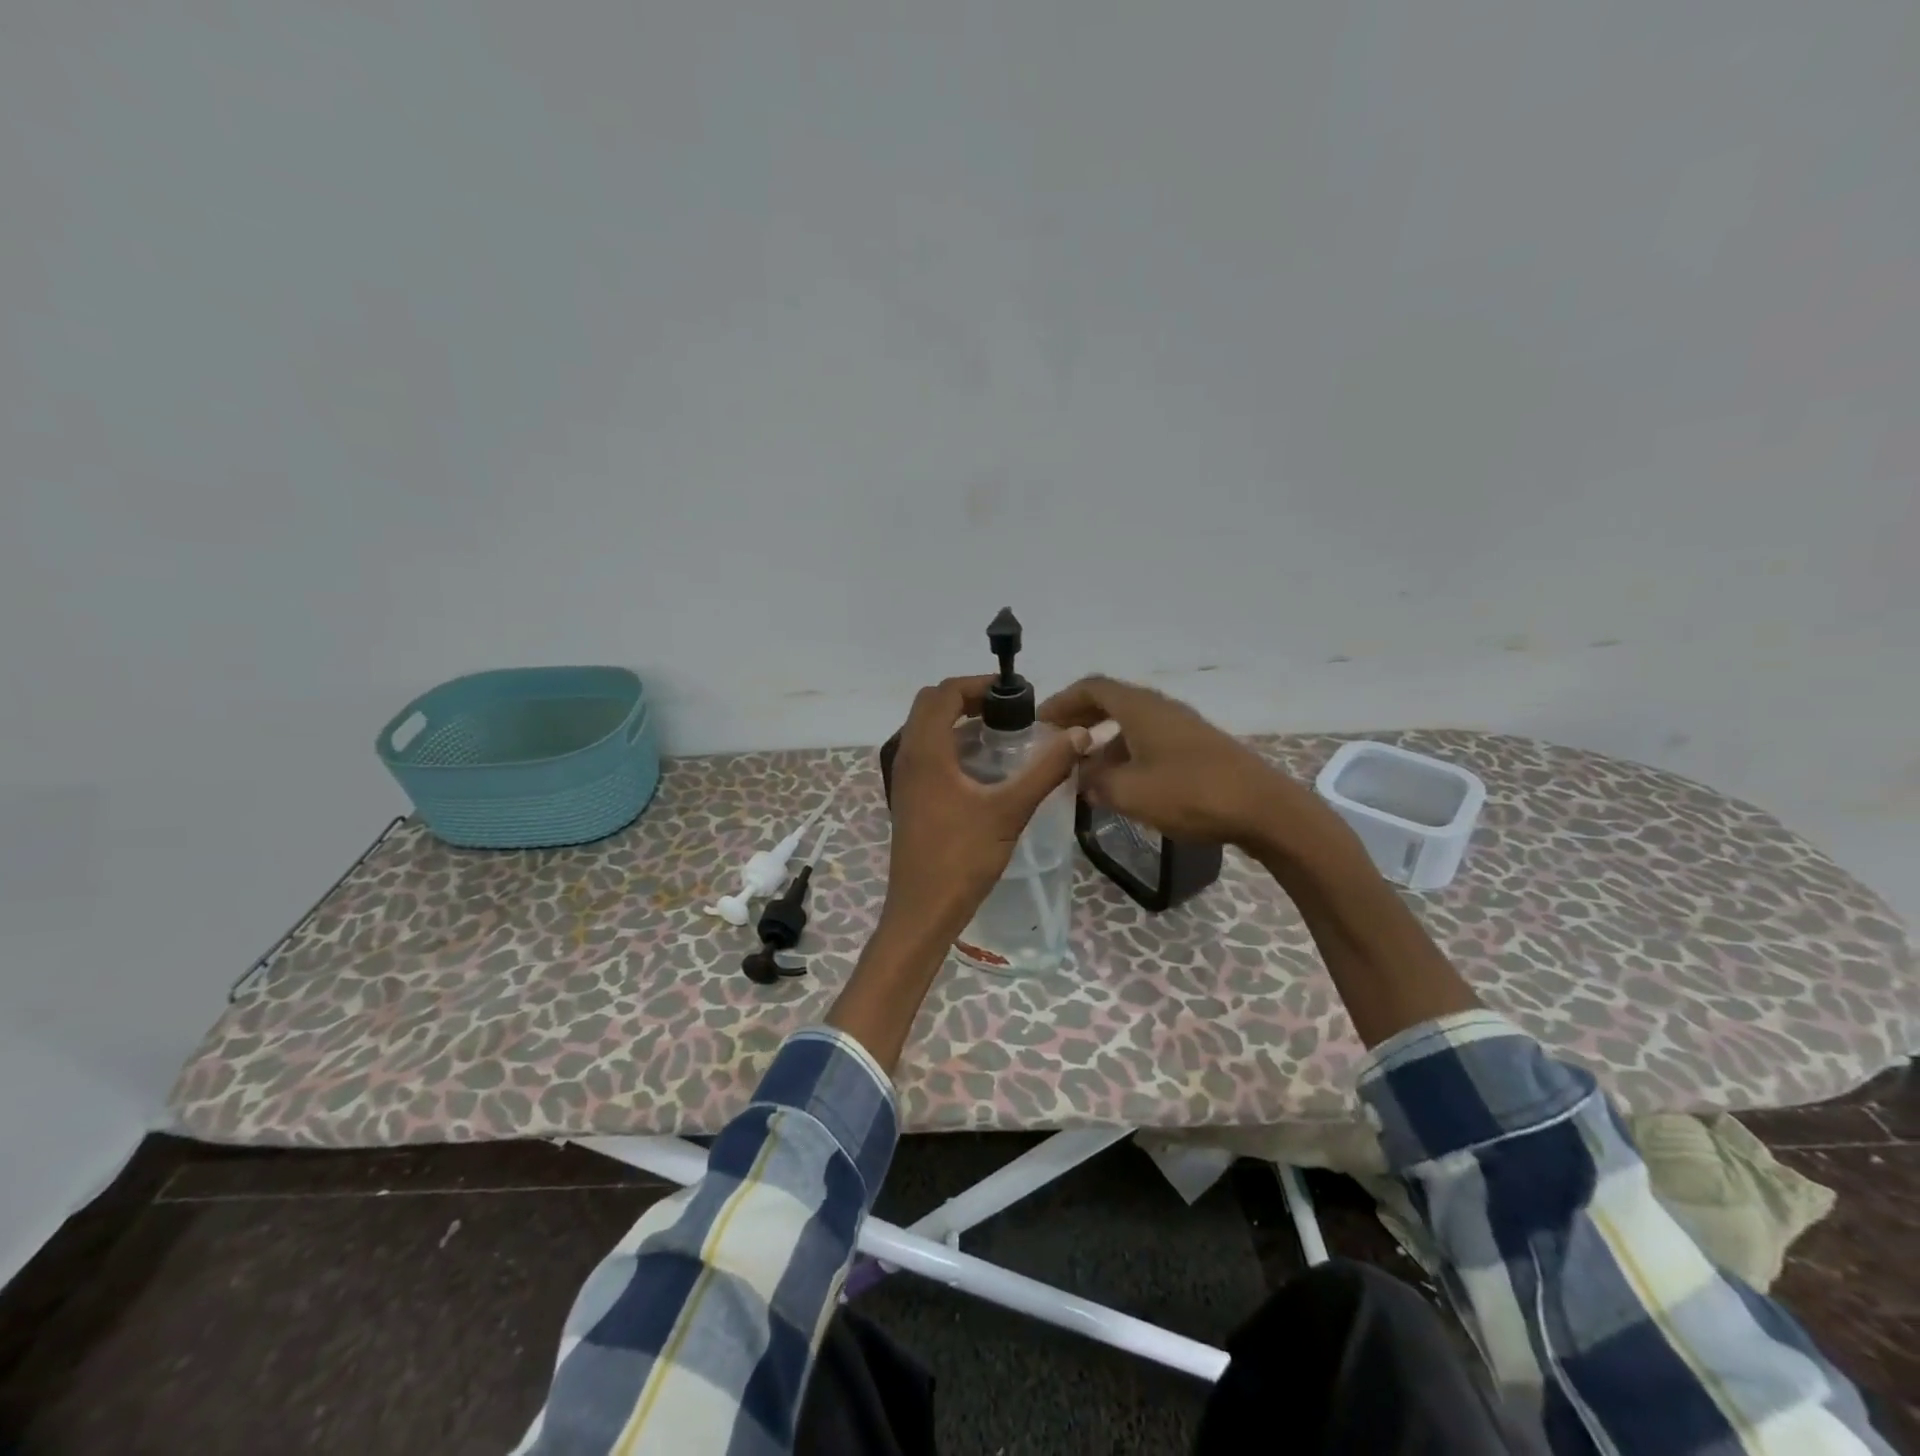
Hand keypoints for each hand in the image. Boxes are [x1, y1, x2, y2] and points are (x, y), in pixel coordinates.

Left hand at [882, 676, 1088, 943]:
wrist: (923, 910)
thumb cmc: (962, 858)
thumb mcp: (1009, 810)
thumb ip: (1045, 770)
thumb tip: (1079, 735)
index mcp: (925, 751)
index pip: (944, 693)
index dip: (978, 684)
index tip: (1014, 694)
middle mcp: (908, 757)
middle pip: (930, 706)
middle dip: (967, 699)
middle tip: (1007, 710)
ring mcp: (904, 779)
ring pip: (926, 731)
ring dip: (958, 722)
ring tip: (1001, 734)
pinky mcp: (909, 798)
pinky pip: (927, 755)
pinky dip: (952, 746)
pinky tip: (984, 770)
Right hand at [1038, 675, 1296, 848]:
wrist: (1262, 809)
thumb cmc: (1189, 793)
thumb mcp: (1129, 792)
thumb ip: (1095, 782)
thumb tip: (1080, 778)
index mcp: (1140, 708)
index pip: (1092, 688)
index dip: (1062, 701)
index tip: (1040, 721)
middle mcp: (1160, 708)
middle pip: (1111, 702)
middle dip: (1081, 719)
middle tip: (1057, 742)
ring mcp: (1182, 727)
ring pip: (1132, 724)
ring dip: (1104, 741)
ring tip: (1085, 772)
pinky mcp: (1197, 748)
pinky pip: (1150, 741)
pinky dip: (1127, 753)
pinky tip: (1123, 784)